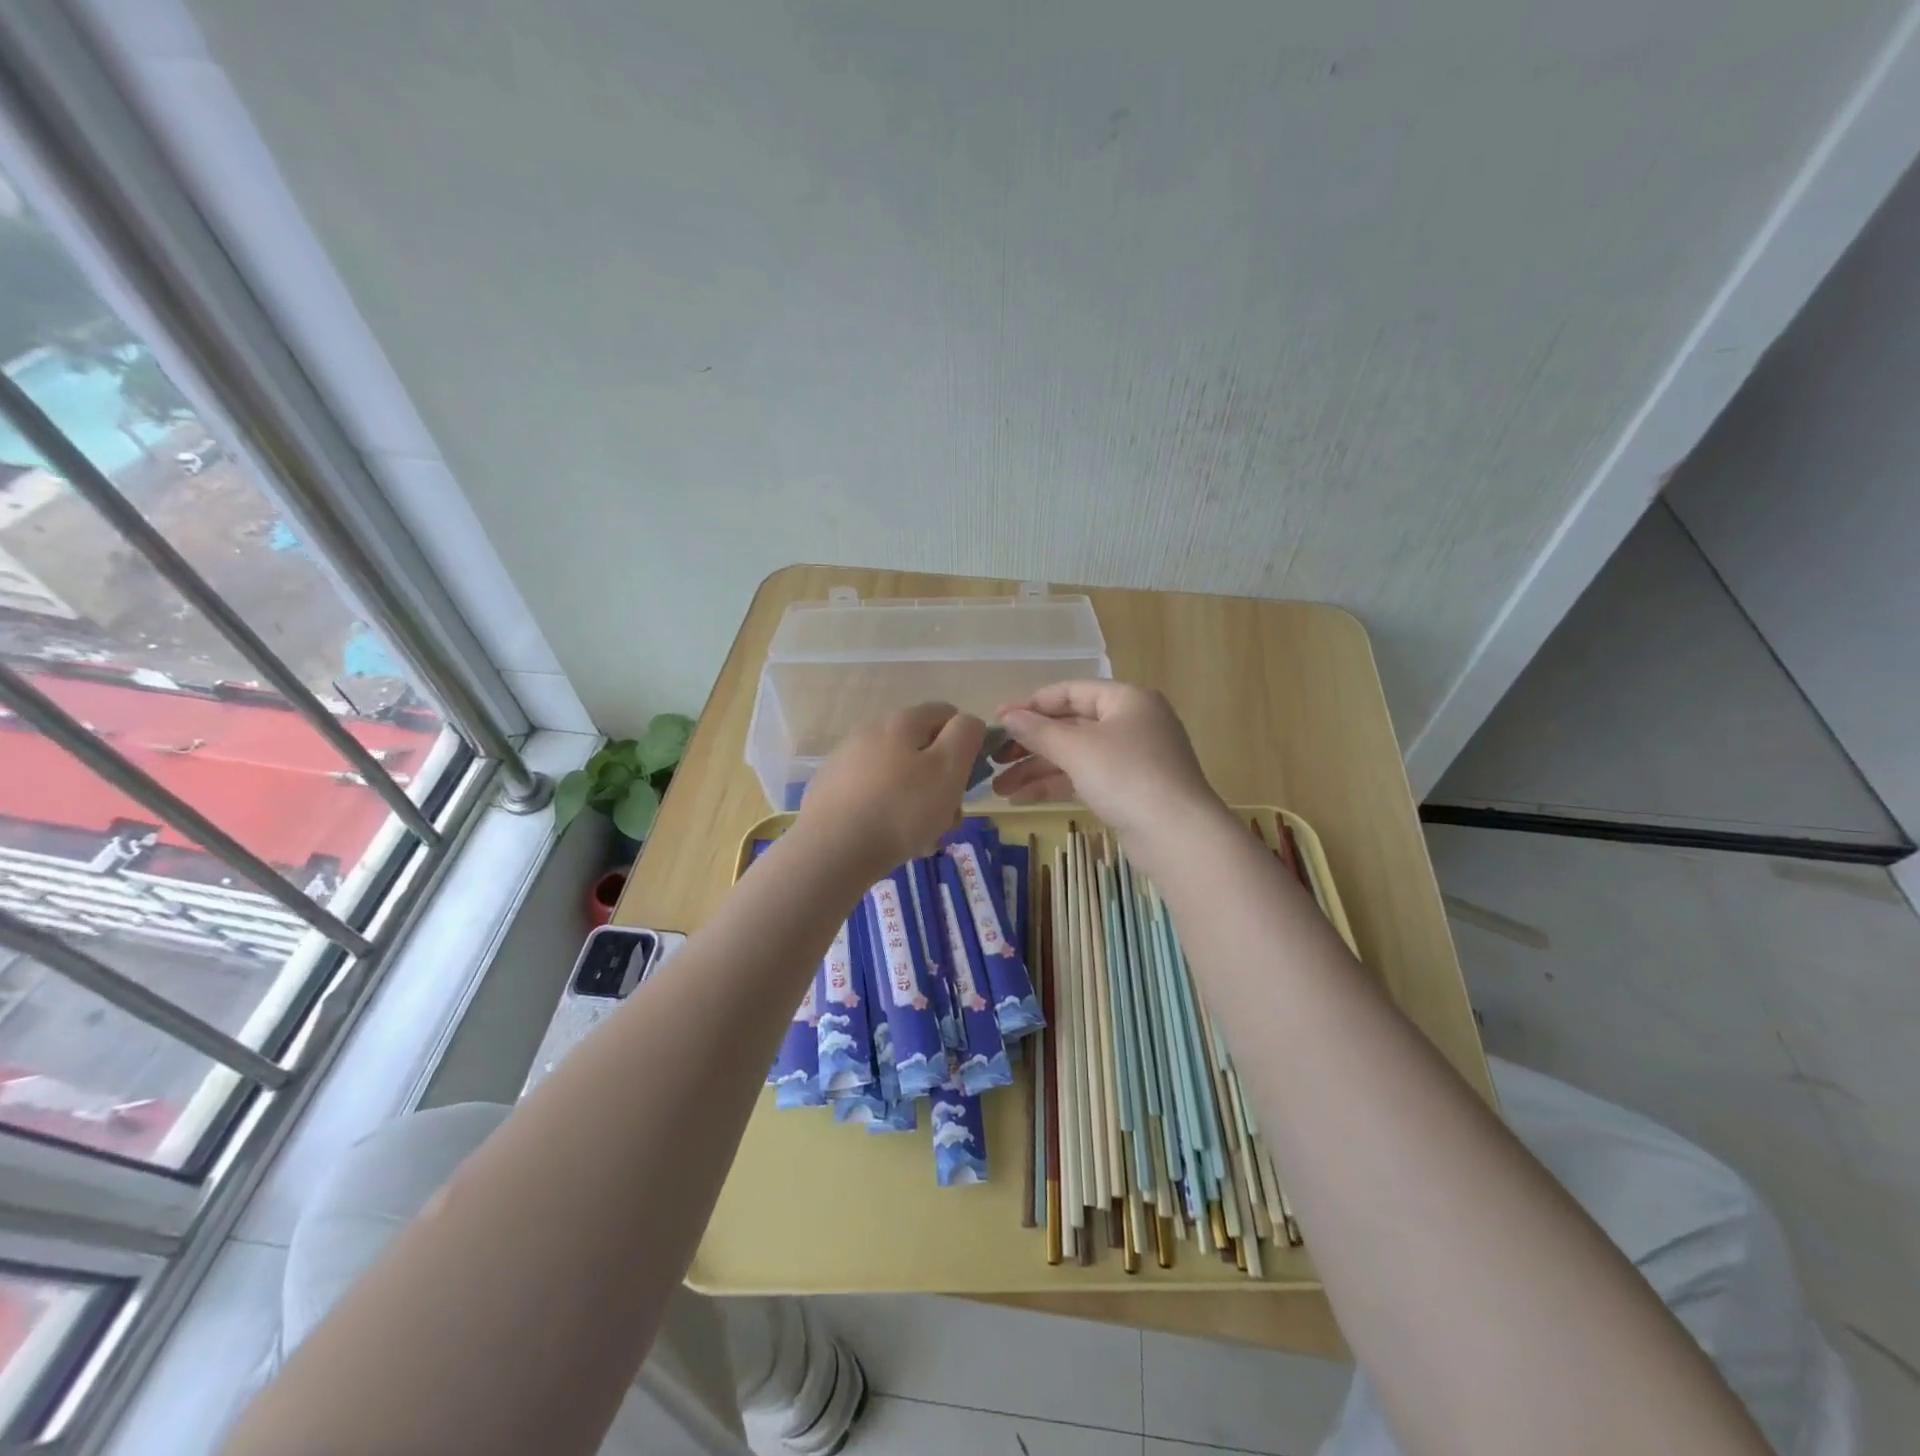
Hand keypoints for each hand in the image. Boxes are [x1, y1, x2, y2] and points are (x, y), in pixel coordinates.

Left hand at [795, 702, 984, 880]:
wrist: (831, 851)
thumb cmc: (901, 809)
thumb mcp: (949, 768)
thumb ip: (965, 735)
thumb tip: (968, 722)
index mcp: (901, 720)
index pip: (947, 713)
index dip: (965, 742)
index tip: (968, 778)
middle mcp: (870, 731)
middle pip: (921, 749)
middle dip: (941, 781)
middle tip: (949, 817)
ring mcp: (846, 760)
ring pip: (898, 776)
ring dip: (917, 802)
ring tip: (923, 837)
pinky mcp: (830, 789)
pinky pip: (873, 795)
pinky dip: (888, 812)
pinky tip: (890, 841)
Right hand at [991, 681, 1222, 842]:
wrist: (1178, 835)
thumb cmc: (1126, 776)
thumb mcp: (1076, 749)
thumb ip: (1038, 731)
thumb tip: (1008, 716)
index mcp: (1125, 700)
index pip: (1070, 692)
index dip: (1031, 705)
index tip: (997, 721)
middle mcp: (1131, 723)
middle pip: (1070, 726)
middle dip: (1030, 745)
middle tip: (993, 760)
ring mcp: (1133, 758)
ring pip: (1075, 756)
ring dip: (1037, 770)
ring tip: (999, 789)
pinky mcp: (1130, 790)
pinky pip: (1085, 778)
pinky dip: (1056, 786)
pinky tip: (1022, 799)